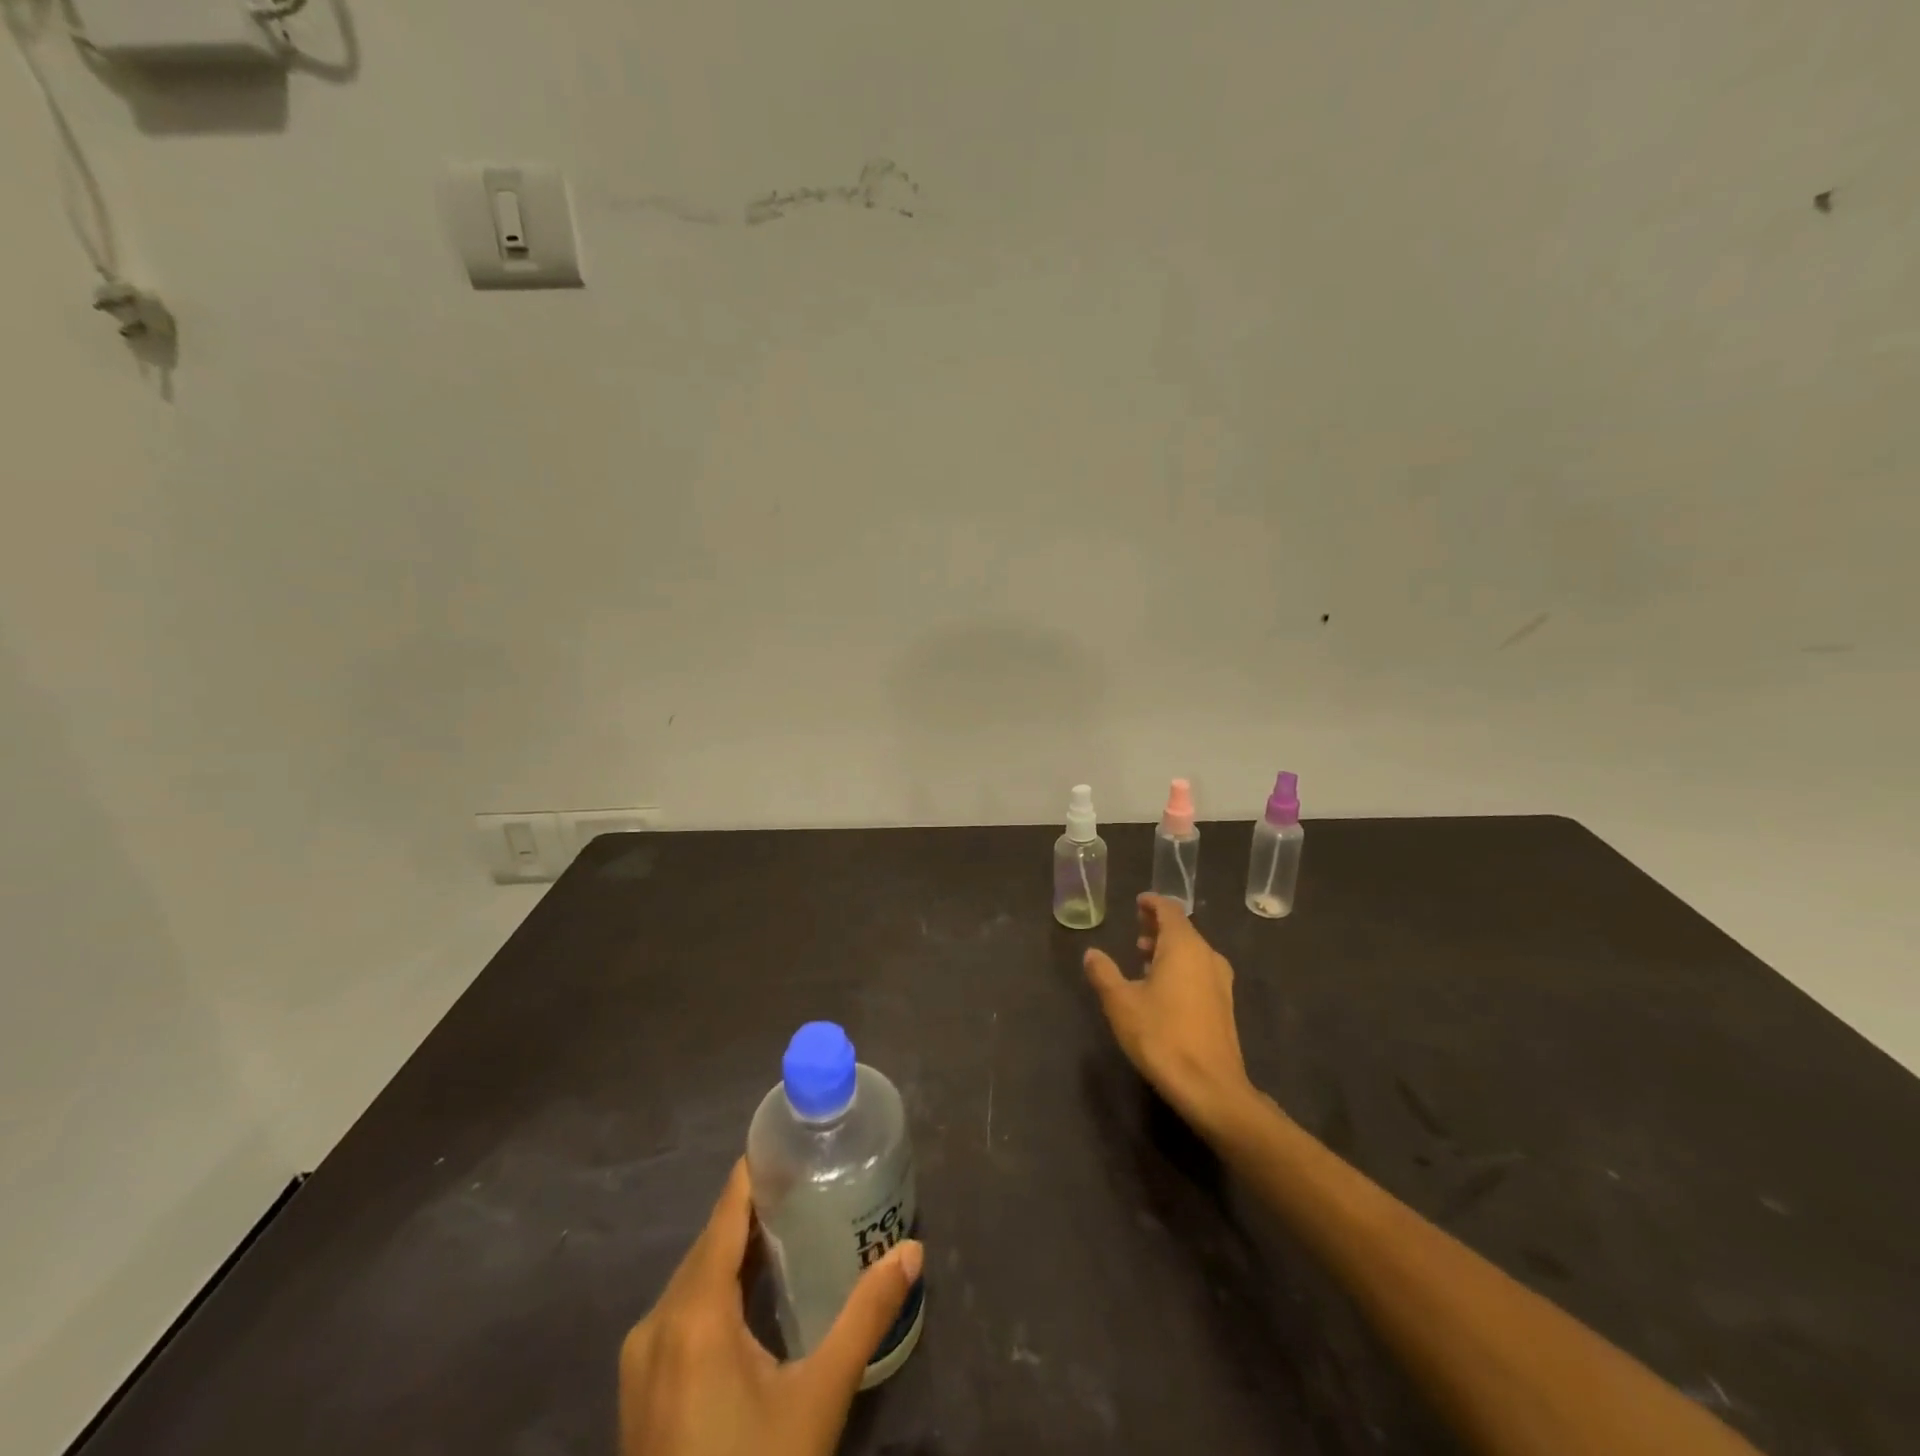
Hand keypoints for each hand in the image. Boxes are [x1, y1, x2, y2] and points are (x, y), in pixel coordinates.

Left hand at [619, 1160, 923, 1455]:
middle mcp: (657, 1322)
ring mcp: (641, 1359)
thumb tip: (913, 1252)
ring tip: (789, 1226)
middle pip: (710, 1243)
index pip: (725, 1213)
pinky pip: (681, 1312)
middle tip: (809, 1183)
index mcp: (693, 1312)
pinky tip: (752, 1297)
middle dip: (754, 1211)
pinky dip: (716, 1290)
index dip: (754, 1172)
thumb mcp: (819, 1397)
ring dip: (736, 1252)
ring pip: (694, 1278)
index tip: (791, 1141)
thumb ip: (866, 1316)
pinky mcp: (639, 1389)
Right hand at [1084, 893, 1256, 1137]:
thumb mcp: (1120, 1002)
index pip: (1169, 911)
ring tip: (1143, 956)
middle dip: (1158, 927)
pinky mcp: (1224, 1005)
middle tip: (1136, 928)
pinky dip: (1180, 967)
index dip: (1152, 904)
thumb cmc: (1161, 1036)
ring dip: (1168, 949)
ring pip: (1192, 952)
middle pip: (1183, 930)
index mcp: (1184, 947)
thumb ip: (1104, 973)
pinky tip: (1162, 987)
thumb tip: (1092, 953)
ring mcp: (1220, 982)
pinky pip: (1199, 971)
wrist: (1210, 1087)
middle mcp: (1207, 956)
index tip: (1138, 902)